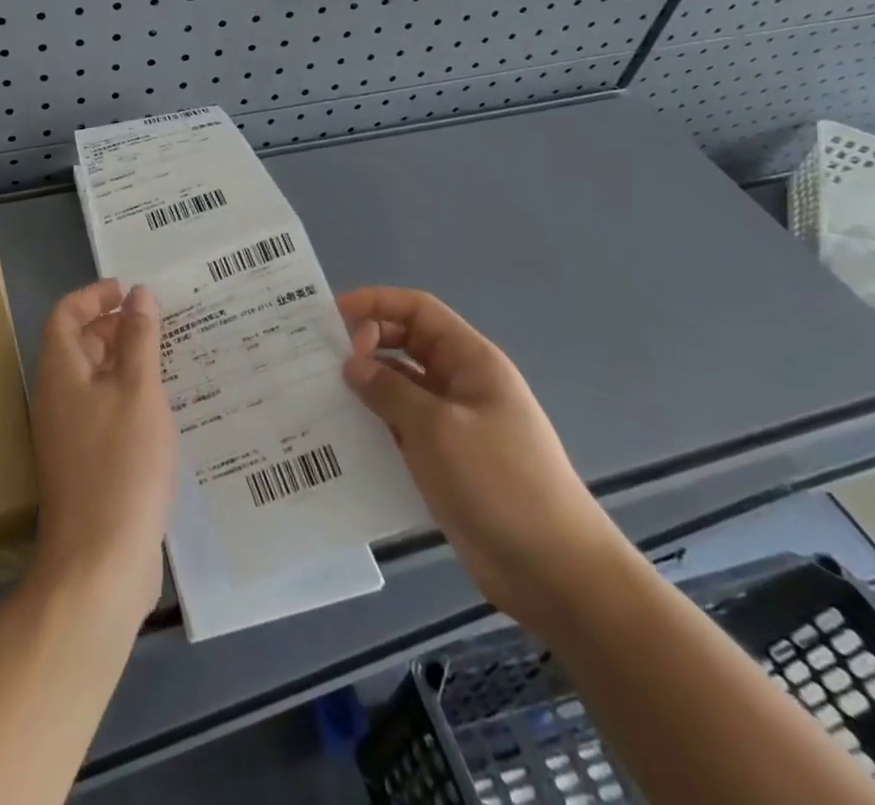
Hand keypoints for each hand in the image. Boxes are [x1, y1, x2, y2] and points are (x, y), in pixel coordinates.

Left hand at [28, 280, 176, 616]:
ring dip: (123, 361)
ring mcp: (68, 433)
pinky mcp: (84, 462)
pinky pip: (102, 410)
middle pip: (77, 344)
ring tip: (168, 357)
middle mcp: (56, 397)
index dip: (93, 295)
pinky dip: (127, 395)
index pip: (65, 315)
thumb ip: (139, 338)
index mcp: (60, 372)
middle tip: (157, 321)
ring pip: (93, 379)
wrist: (98, 563)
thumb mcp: (138, 391)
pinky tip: (162, 407)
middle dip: (112, 325)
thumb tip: (137, 294)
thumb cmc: (120, 465)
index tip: (129, 290)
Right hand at [339, 287, 629, 630]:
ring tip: (319, 396)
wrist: (555, 572)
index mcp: (471, 361)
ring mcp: (453, 424)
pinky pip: (401, 428)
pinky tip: (342, 438)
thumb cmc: (500, 482)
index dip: (376, 302)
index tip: (331, 314)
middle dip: (365, 344)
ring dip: (365, 388)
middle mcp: (460, 384)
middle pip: (406, 344)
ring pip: (400, 388)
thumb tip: (351, 364)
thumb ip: (390, 390)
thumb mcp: (438, 429)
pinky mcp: (445, 461)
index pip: (418, 310)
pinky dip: (374, 426)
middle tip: (320, 360)